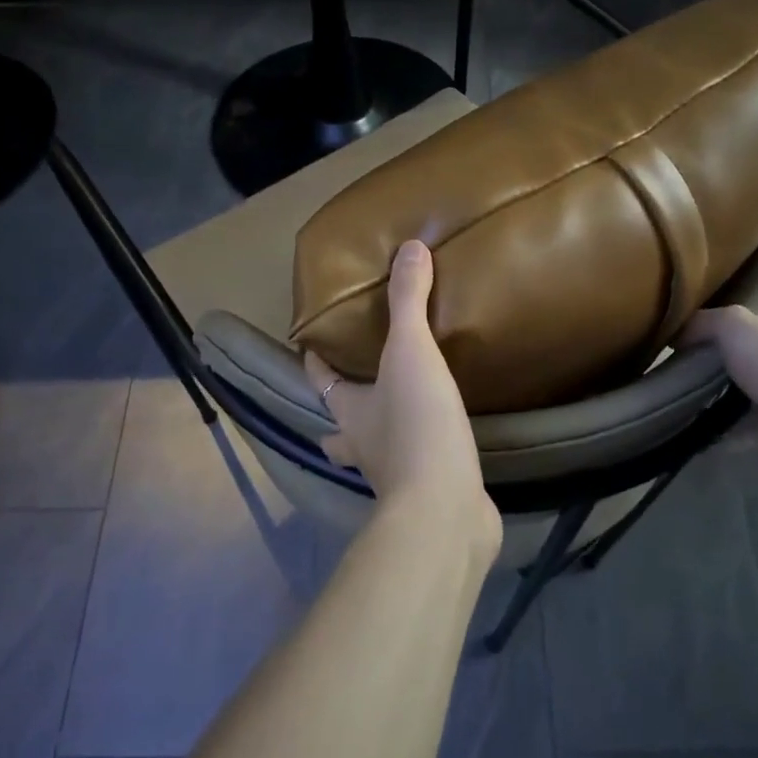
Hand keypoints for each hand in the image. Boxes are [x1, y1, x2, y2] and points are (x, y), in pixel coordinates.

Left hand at [304, 242, 500, 553]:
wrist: (444, 510)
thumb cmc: (416, 427)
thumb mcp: (411, 354)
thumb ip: (409, 301)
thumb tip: (410, 247)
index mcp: (348, 413)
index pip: (321, 381)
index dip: (315, 363)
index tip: (311, 345)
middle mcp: (363, 446)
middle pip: (340, 427)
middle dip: (341, 410)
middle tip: (356, 384)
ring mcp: (394, 475)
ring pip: (376, 448)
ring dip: (381, 430)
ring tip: (403, 405)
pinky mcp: (429, 492)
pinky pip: (420, 465)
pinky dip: (425, 450)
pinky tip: (446, 436)